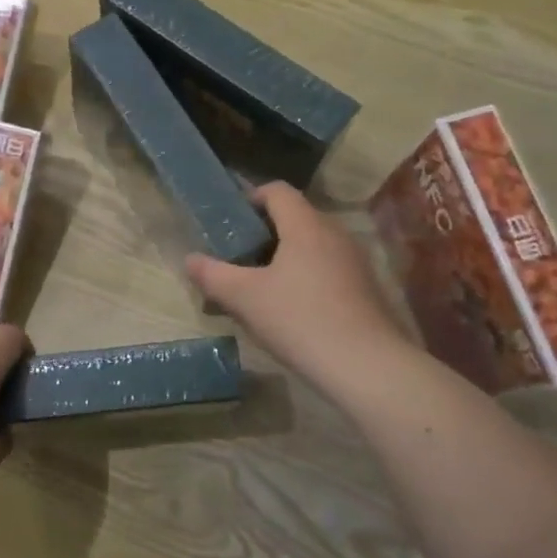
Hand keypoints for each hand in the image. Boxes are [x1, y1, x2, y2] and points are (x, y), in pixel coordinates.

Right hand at [184, 182, 413, 401]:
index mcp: (305, 225)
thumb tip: (189, 259)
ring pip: (313, 245)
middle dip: (265, 232)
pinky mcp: (367, 288)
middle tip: (239, 257)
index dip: (251, 198)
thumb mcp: (245, 298)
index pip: (277, 191)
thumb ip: (213, 275)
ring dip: (286, 257)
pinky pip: (329, 268)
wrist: (367, 366)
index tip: (231, 222)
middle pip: (296, 217)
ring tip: (262, 286)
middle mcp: (335, 233)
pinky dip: (307, 276)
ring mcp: (356, 261)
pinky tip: (293, 309)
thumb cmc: (300, 320)